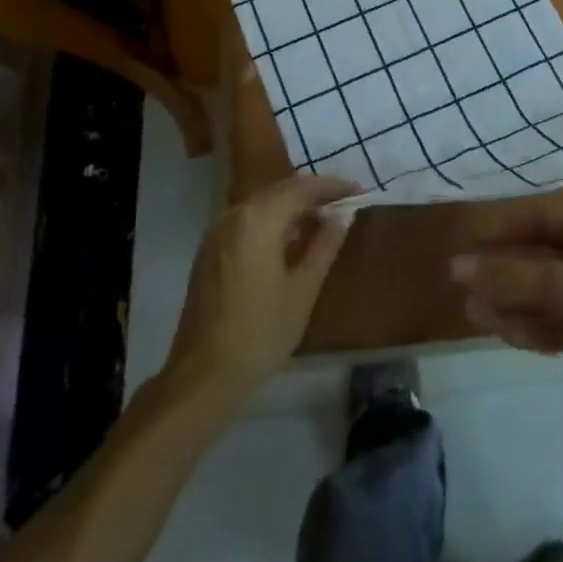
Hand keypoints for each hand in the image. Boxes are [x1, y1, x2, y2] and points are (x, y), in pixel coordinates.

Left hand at [165, 174, 360, 397]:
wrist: (203, 375)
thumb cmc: (260, 333)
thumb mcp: (303, 289)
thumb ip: (325, 245)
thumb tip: (344, 214)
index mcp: (258, 219)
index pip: (303, 188)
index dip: (333, 186)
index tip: (359, 192)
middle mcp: (235, 214)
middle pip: (281, 190)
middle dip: (314, 194)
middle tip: (344, 204)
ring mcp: (217, 230)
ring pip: (263, 203)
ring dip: (293, 206)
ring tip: (322, 220)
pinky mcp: (210, 248)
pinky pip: (248, 219)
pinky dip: (272, 219)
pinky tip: (289, 239)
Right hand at [451, 206, 562, 405]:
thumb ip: (509, 276)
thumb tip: (456, 266)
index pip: (538, 219)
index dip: (501, 228)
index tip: (467, 243)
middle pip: (540, 258)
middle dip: (503, 272)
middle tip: (463, 286)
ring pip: (548, 295)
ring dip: (513, 303)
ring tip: (472, 314)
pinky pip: (561, 323)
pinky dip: (535, 326)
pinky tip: (505, 334)